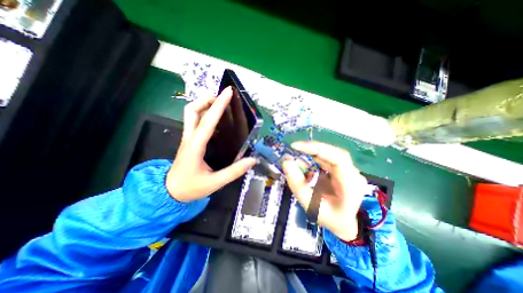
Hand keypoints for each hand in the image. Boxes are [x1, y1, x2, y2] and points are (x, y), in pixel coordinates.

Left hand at [166, 86, 256, 202]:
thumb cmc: (191, 187)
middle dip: (206, 99)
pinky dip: (204, 114)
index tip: (228, 92)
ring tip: (220, 105)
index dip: (219, 105)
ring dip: (204, 104)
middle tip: (222, 99)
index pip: (208, 121)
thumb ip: (234, 171)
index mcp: (195, 147)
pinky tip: (216, 119)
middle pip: (191, 110)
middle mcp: (189, 138)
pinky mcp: (189, 141)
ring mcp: (188, 138)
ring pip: (191, 114)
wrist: (170, 192)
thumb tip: (252, 160)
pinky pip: (194, 121)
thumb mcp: (215, 182)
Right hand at [282, 141, 366, 239]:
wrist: (344, 223)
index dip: (317, 149)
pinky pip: (327, 158)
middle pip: (333, 152)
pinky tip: (305, 163)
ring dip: (312, 153)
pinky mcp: (341, 169)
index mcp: (351, 185)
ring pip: (329, 153)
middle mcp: (353, 174)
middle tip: (293, 149)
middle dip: (312, 149)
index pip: (338, 158)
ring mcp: (348, 170)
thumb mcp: (310, 205)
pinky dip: (314, 158)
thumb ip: (298, 185)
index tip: (296, 146)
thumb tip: (286, 162)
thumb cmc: (330, 218)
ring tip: (297, 156)